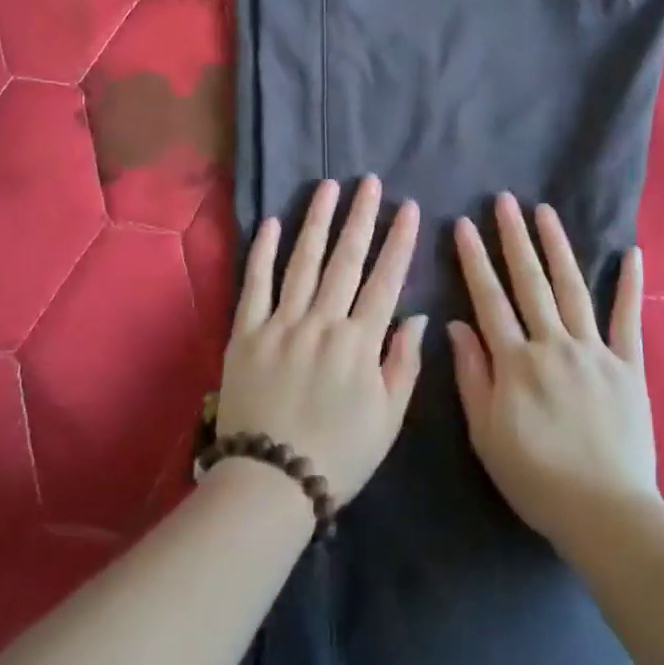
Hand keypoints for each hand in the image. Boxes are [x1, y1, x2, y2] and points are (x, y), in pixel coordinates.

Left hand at [216, 176, 425, 506]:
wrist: (271, 482)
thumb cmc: (339, 454)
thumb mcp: (388, 419)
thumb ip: (404, 363)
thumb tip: (417, 316)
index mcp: (360, 342)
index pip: (386, 279)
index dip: (399, 241)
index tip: (409, 208)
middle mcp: (322, 322)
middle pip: (345, 259)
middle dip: (360, 217)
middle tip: (368, 182)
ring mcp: (281, 323)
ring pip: (303, 261)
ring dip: (317, 221)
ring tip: (328, 187)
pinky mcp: (246, 332)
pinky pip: (255, 284)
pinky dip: (263, 252)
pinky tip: (272, 223)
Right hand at [450, 193, 658, 553]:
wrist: (606, 513)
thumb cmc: (536, 478)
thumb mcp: (486, 434)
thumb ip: (472, 376)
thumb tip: (456, 325)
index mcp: (516, 361)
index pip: (489, 299)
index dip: (475, 260)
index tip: (465, 225)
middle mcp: (554, 344)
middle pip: (530, 282)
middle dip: (514, 238)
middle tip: (505, 200)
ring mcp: (595, 351)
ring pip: (572, 288)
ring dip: (557, 246)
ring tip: (545, 211)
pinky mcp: (628, 365)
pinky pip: (628, 319)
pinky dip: (629, 285)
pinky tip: (629, 252)